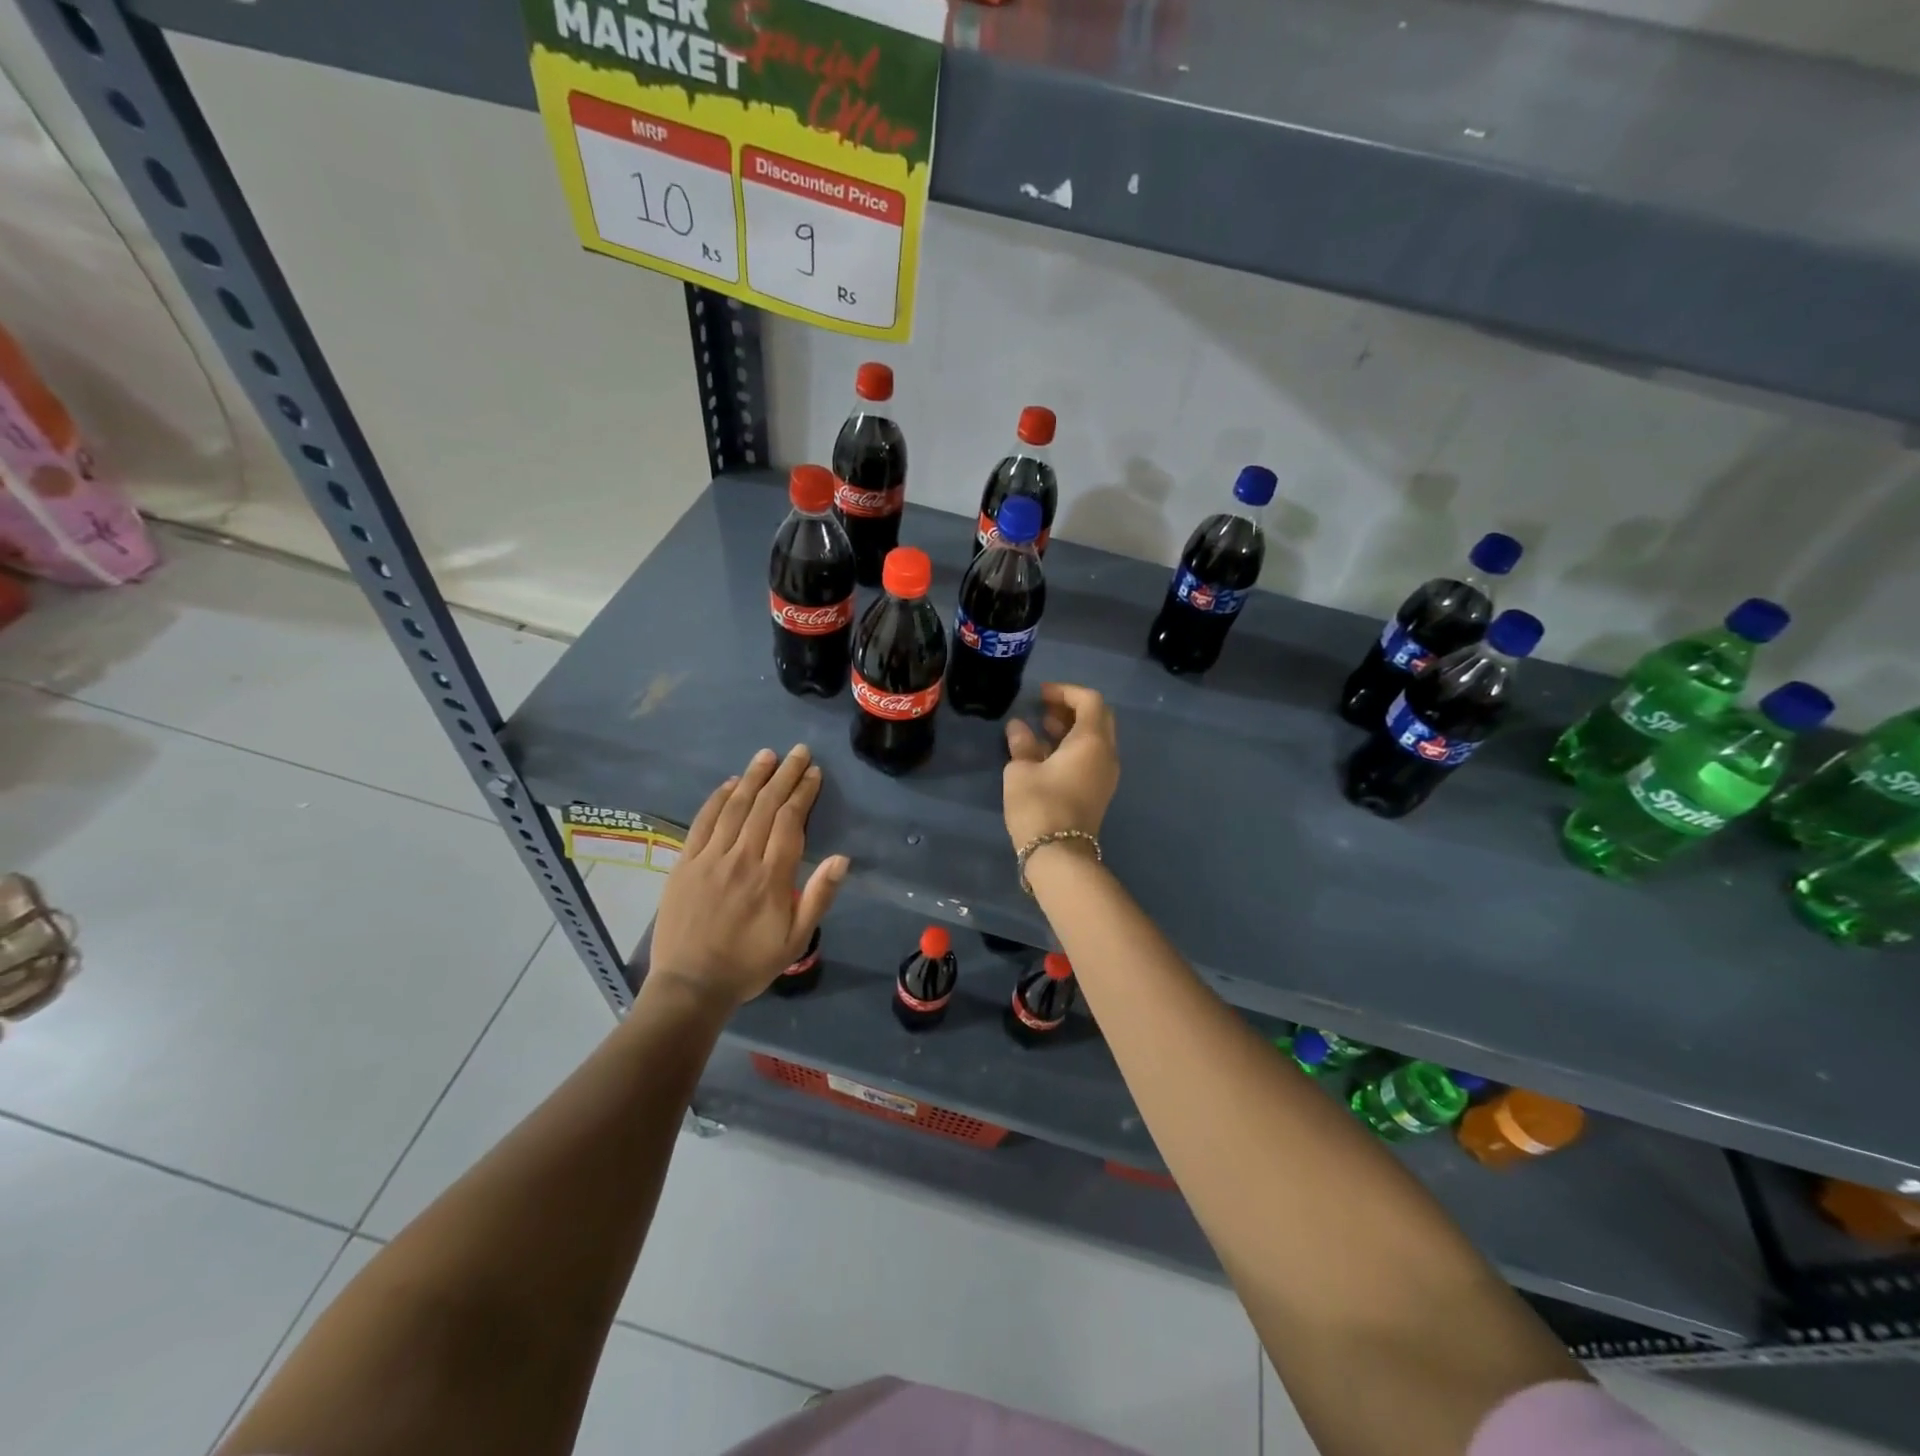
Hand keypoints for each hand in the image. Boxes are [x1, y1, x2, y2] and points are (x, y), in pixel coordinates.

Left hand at [648, 745, 848, 1010]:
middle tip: (798, 751)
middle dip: (784, 775)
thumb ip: (818, 896)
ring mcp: (710, 858)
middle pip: (765, 806)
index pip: (789, 821)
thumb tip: (842, 858)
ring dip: (753, 778)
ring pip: (735, 807)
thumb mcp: (796, 939)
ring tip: (767, 756)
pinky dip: (717, 799)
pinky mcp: (685, 863)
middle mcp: (741, 858)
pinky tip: (730, 784)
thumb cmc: (749, 963)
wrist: (691, 985)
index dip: (803, 793)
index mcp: (771, 876)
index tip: (813, 773)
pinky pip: (702, 822)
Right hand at [1003, 683, 1119, 849]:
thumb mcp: (1021, 771)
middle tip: (1044, 707)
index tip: (1040, 694)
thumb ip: (1022, 744)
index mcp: (1092, 741)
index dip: (1065, 691)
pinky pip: (1092, 756)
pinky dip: (1074, 746)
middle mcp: (1106, 754)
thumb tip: (1019, 727)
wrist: (1059, 855)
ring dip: (1072, 727)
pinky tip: (1048, 752)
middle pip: (1098, 717)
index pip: (1089, 701)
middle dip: (1072, 707)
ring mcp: (1106, 774)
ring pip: (1096, 738)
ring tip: (1042, 727)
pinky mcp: (1099, 791)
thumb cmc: (1039, 805)